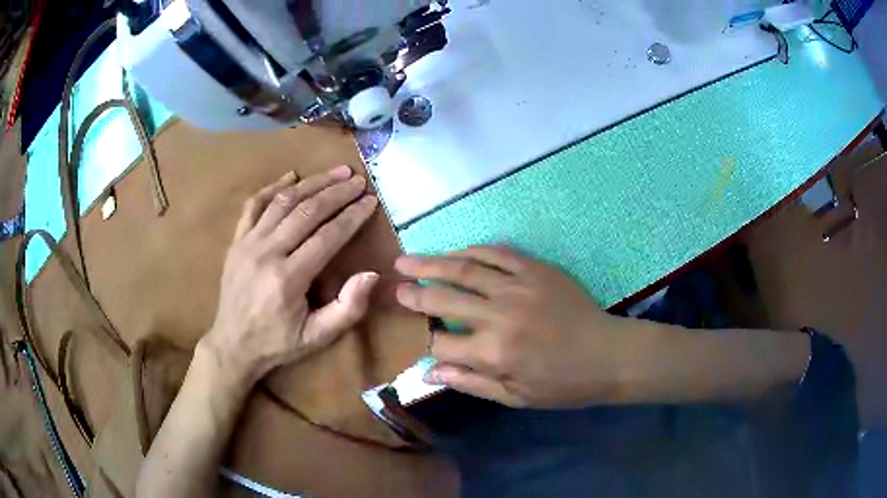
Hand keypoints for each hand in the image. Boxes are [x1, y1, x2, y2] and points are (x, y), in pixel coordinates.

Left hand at [202, 166, 379, 385]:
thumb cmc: (278, 343)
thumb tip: (371, 274)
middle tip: (358, 179)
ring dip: (311, 183)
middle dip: (336, 192)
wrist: (232, 344)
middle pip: (307, 211)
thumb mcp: (318, 337)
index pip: (327, 236)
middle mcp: (266, 253)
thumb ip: (347, 309)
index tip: (370, 200)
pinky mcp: (236, 241)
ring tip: (335, 172)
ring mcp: (248, 243)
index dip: (352, 216)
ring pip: (283, 201)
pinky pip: (254, 205)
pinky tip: (291, 177)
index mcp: (288, 279)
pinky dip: (273, 187)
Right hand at [395, 246, 633, 408]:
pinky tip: (456, 252)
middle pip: (444, 299)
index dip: (428, 343)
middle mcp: (499, 315)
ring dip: (432, 263)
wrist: (608, 354)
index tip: (424, 340)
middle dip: (415, 293)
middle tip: (394, 283)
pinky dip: (472, 251)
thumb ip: (470, 382)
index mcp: (493, 353)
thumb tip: (428, 372)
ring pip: (464, 269)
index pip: (442, 345)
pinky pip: (497, 253)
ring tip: (407, 260)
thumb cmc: (563, 384)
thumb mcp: (516, 397)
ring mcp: (518, 287)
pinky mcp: (536, 269)